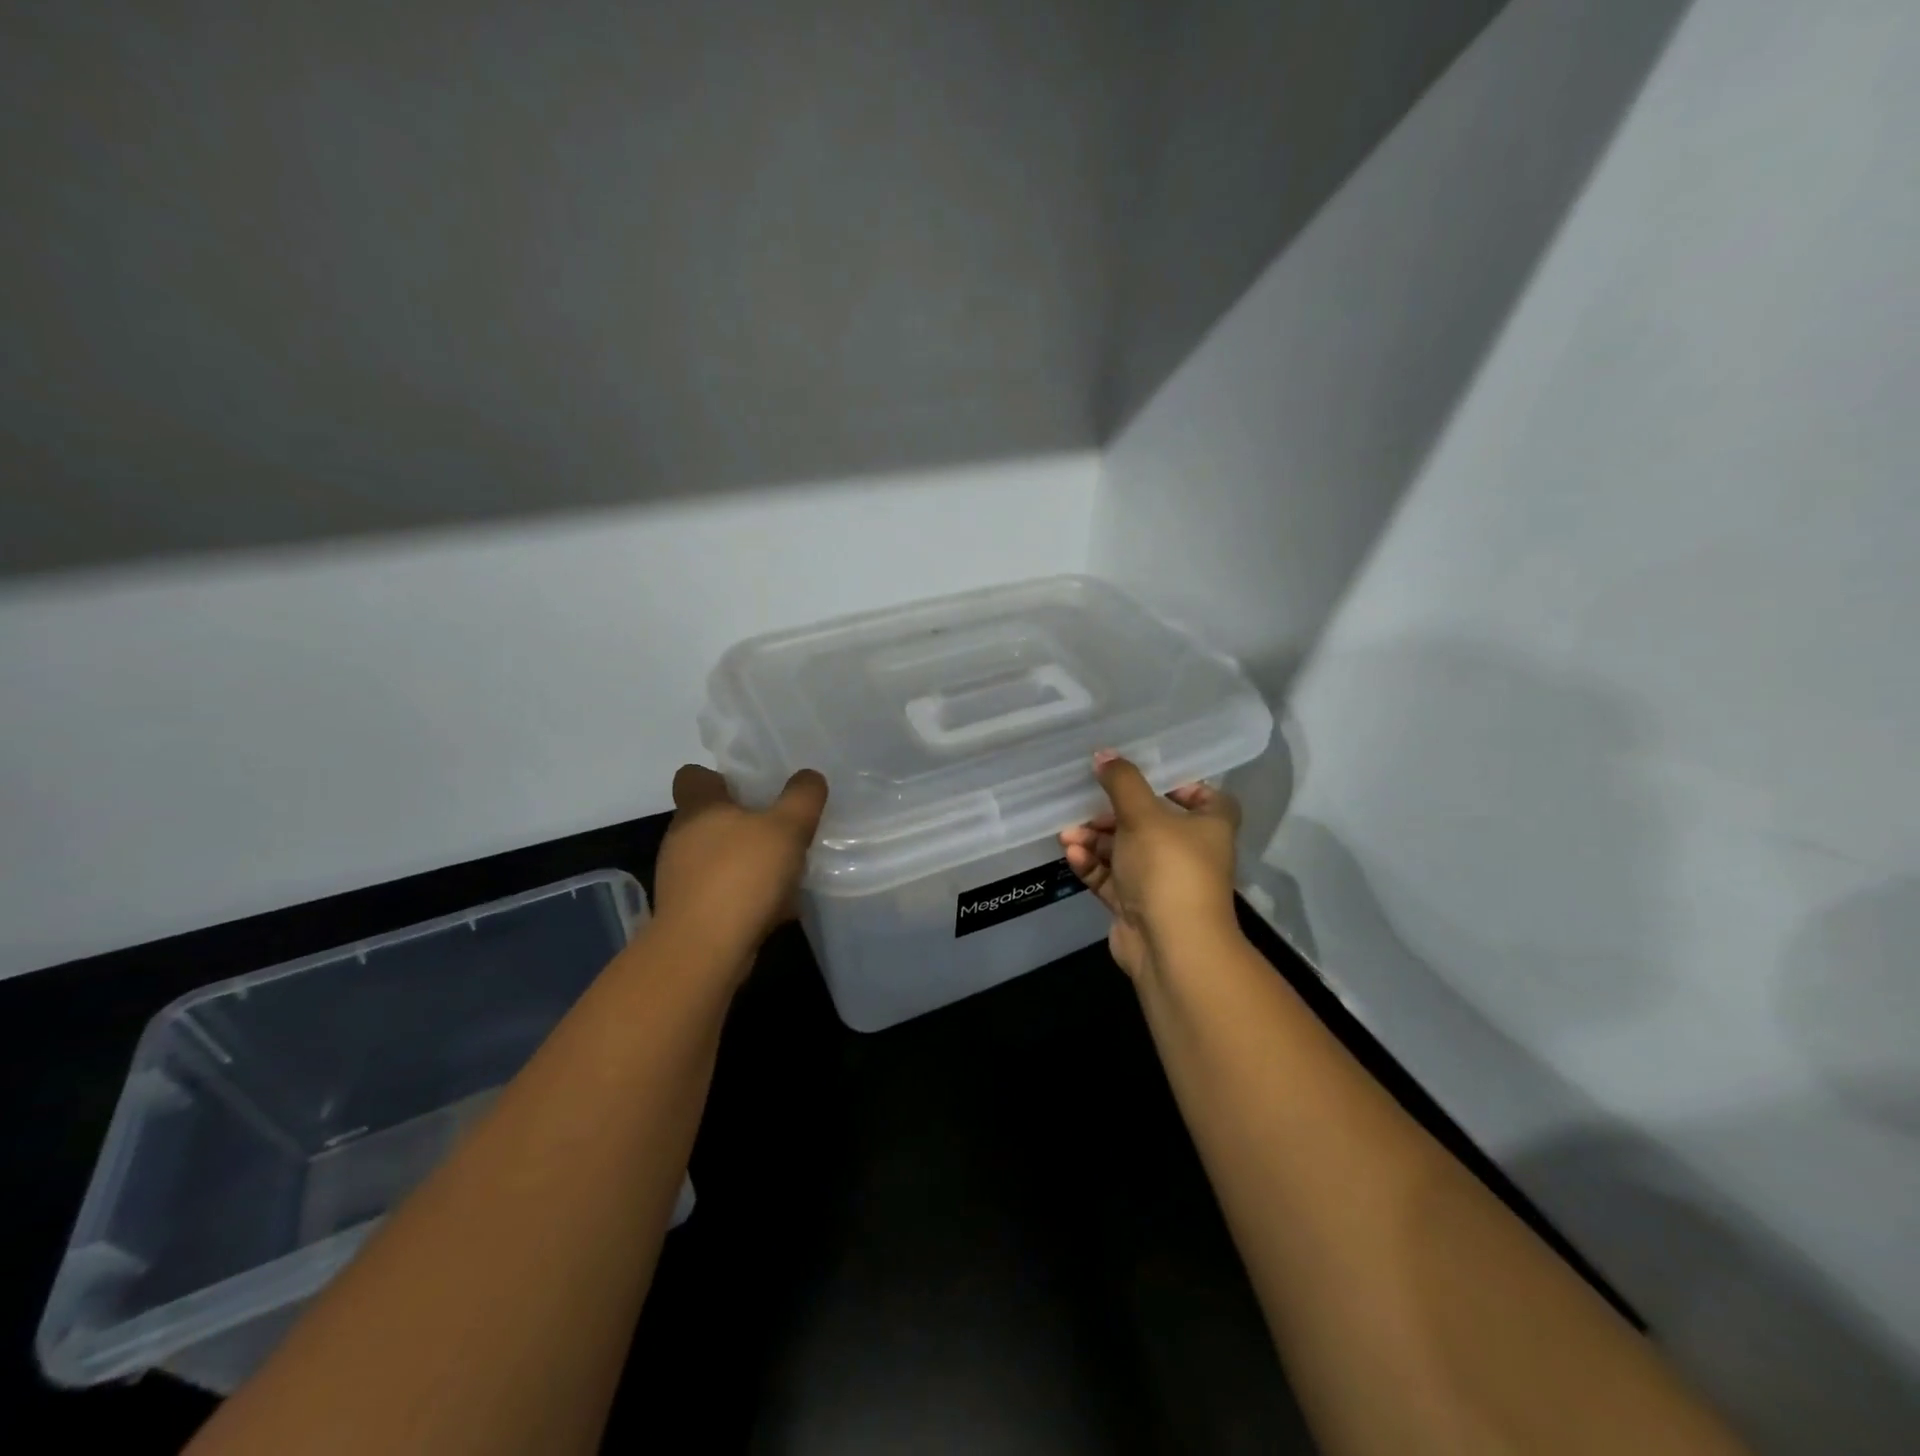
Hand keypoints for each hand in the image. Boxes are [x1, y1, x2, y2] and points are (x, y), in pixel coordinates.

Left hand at [652, 764, 828, 982]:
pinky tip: (777, 908)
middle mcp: (681, 838)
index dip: (720, 776)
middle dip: (745, 822)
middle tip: (783, 828)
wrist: (703, 951)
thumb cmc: (742, 875)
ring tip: (786, 872)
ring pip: (719, 858)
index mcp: (699, 808)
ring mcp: (681, 878)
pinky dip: (746, 896)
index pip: (692, 775)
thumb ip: (802, 797)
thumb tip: (809, 777)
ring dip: (748, 862)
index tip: (752, 787)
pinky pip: (723, 893)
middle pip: (711, 818)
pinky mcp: (689, 912)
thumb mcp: (787, 828)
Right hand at [1058, 750, 1240, 981]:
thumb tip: (1103, 754)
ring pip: (1125, 851)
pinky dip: (1093, 865)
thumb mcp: (1143, 815)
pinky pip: (1112, 878)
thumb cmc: (1169, 869)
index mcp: (1209, 826)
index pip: (1204, 797)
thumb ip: (1122, 781)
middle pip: (1150, 822)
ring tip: (1068, 834)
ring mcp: (1163, 882)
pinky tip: (1072, 855)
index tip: (1144, 777)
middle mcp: (1190, 853)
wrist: (1171, 947)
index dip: (1179, 784)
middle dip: (1113, 814)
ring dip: (1095, 840)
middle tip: (1088, 806)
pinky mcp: (1137, 905)